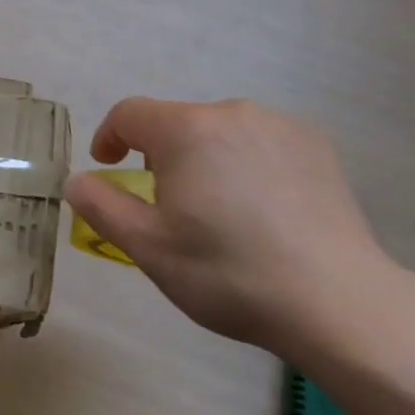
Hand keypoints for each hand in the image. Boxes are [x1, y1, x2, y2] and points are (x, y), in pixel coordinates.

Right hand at [64, 99, 402, 358]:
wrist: (339, 303)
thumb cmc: (230, 273)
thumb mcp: (149, 249)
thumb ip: (101, 206)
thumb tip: (76, 179)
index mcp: (184, 130)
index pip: (129, 114)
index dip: (110, 136)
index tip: (109, 166)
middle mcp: (229, 112)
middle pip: (177, 123)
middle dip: (163, 156)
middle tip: (172, 208)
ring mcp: (277, 124)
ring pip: (220, 132)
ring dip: (207, 159)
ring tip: (223, 213)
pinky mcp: (315, 143)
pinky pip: (261, 141)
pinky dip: (249, 163)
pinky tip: (266, 210)